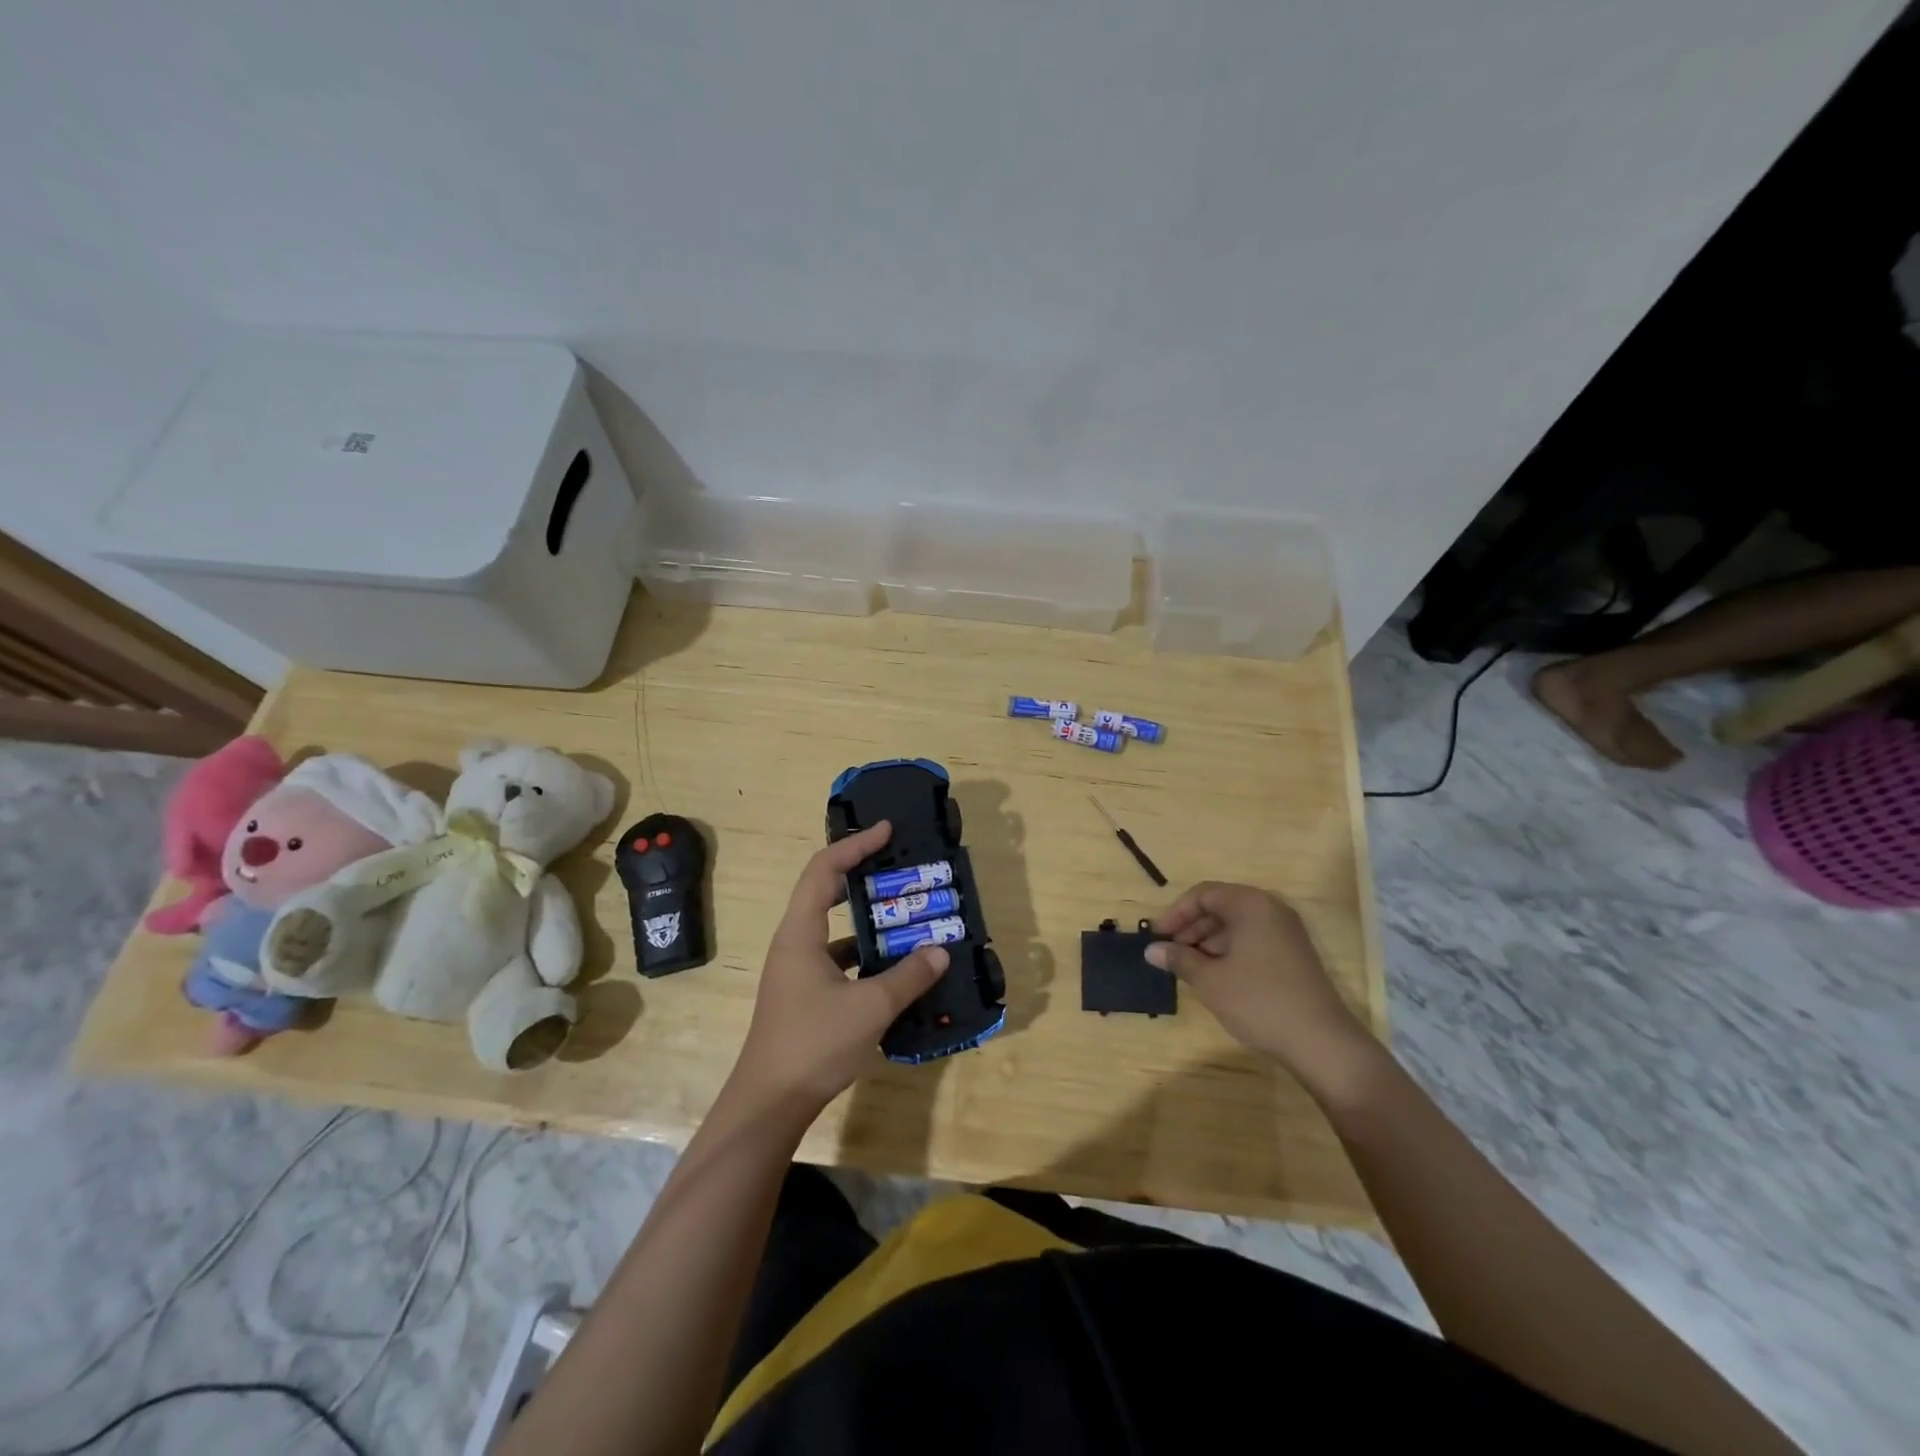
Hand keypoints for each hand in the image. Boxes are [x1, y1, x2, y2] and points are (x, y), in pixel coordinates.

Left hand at [730, 821, 948, 1111]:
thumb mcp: (869, 1007)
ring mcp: (797, 970)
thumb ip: (908, 976)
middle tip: (898, 868)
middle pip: (825, 891)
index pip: (824, 870)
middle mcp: (794, 943)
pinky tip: (895, 966)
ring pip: (834, 928)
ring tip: (906, 914)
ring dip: (867, 919)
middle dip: (861, 875)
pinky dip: (864, 953)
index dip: (855, 845)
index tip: (887, 831)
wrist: (769, 1104)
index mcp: (800, 933)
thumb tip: (940, 951)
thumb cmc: (813, 1044)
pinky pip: (837, 958)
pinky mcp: (804, 994)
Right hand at [1149, 882, 1380, 1099]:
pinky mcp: (1294, 955)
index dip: (1176, 913)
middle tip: (1169, 953)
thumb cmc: (1259, 1001)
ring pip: (1236, 926)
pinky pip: (1252, 940)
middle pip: (1220, 907)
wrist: (1322, 1043)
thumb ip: (1178, 959)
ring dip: (1208, 942)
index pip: (1203, 894)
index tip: (1157, 937)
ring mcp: (1286, 932)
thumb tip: (1151, 950)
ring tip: (1187, 968)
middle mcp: (1271, 910)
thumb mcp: (1210, 980)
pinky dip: (1229, 952)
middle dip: (1191, 928)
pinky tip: (1215, 977)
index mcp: (1250, 905)